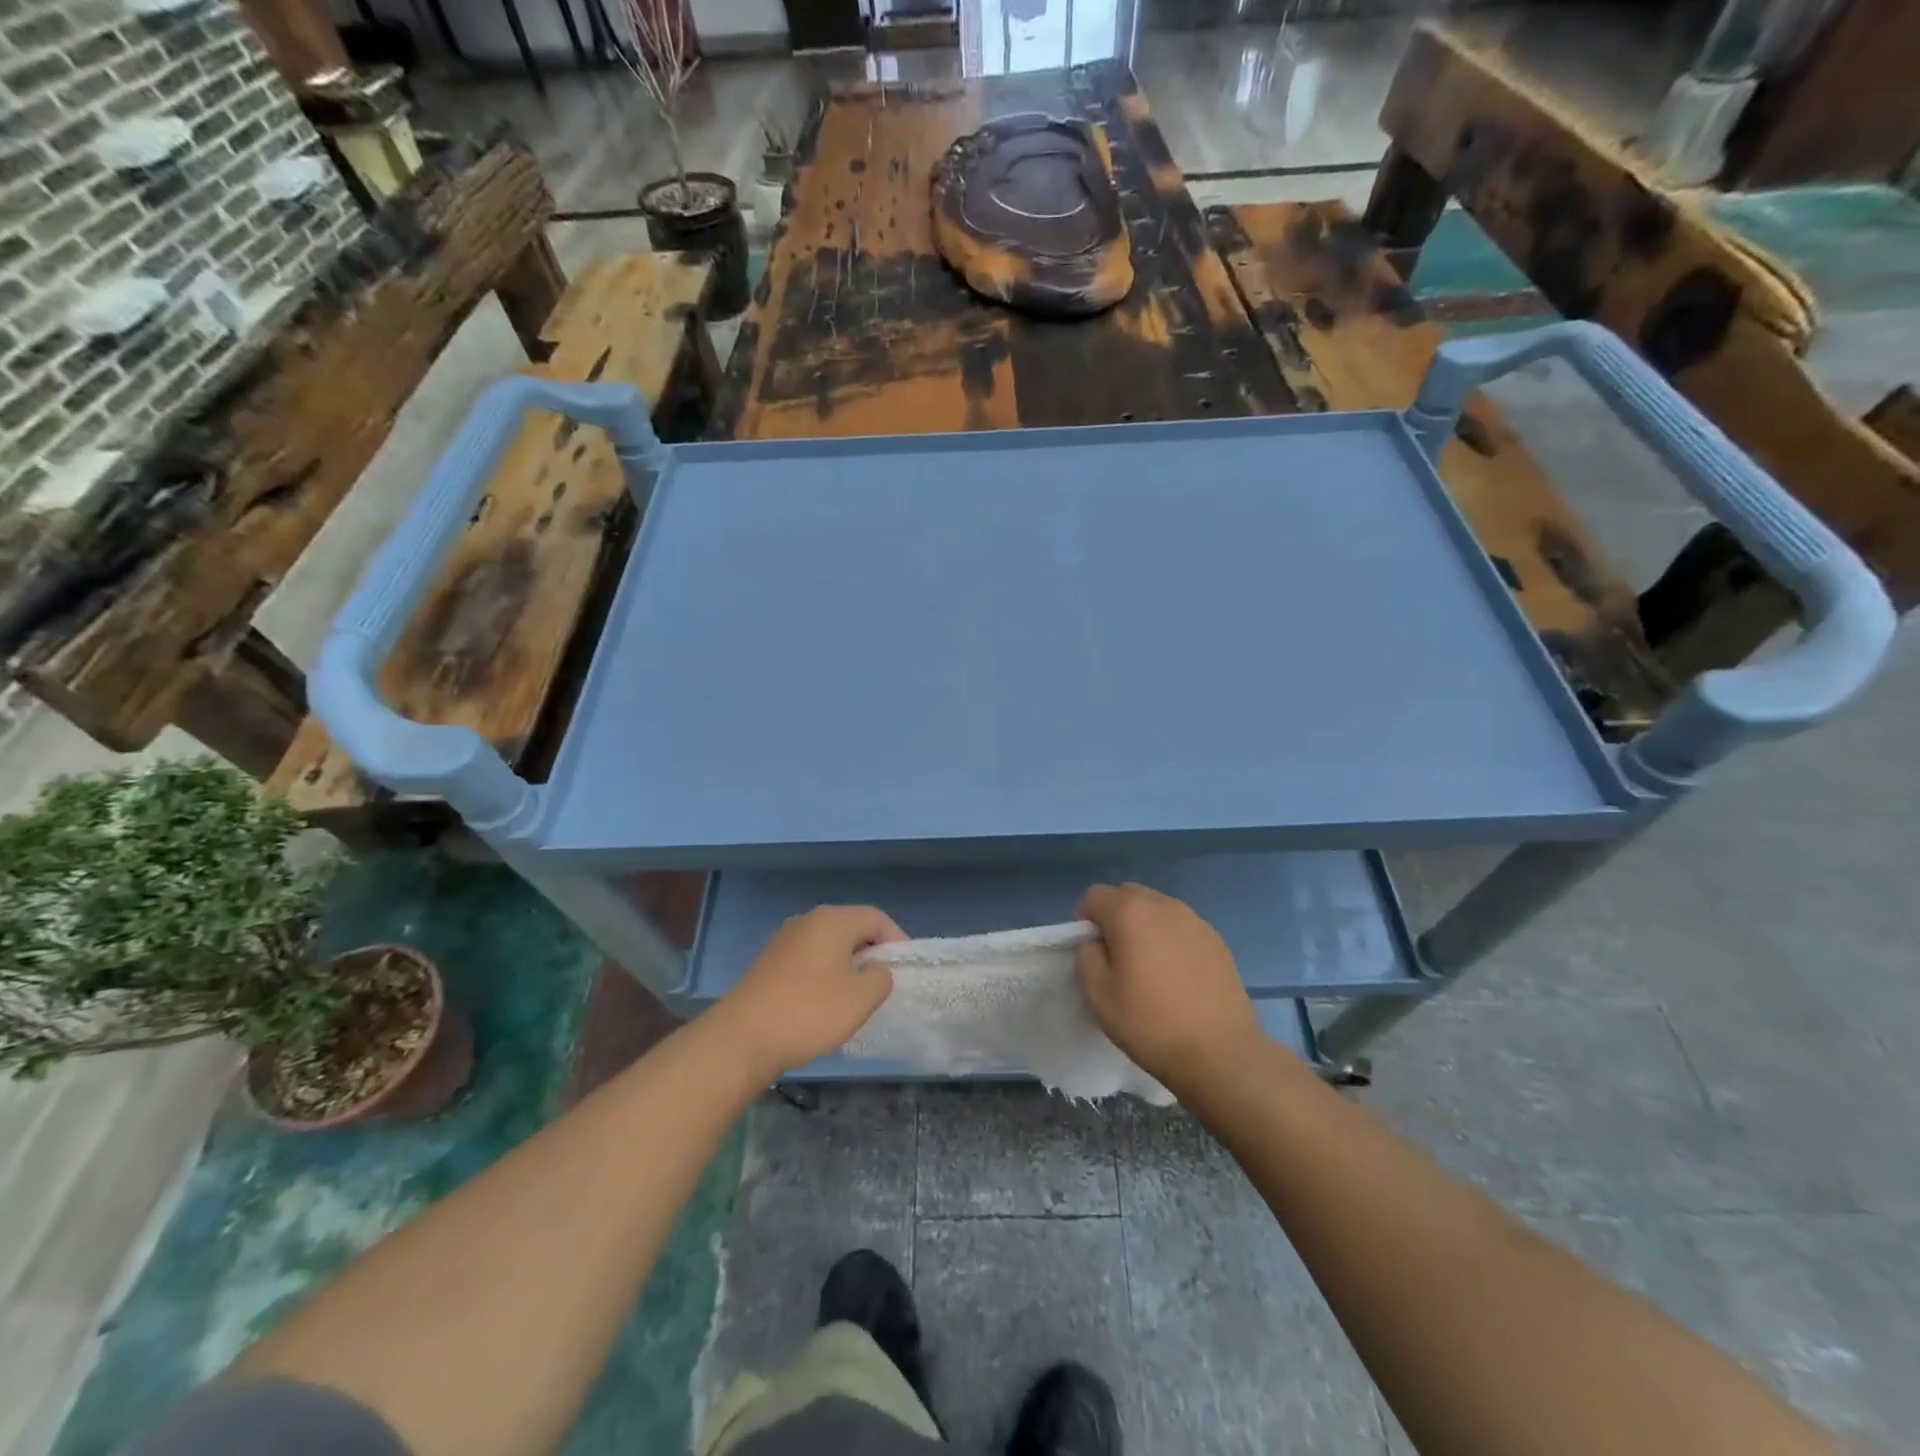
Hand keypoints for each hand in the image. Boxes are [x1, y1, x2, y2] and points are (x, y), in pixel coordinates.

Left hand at [715, 905, 902, 1080]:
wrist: (742, 1038)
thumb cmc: (810, 1012)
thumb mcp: (861, 998)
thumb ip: (882, 977)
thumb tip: (877, 970)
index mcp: (833, 920)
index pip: (877, 918)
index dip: (897, 941)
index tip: (904, 970)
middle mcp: (808, 920)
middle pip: (852, 928)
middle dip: (872, 953)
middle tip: (883, 984)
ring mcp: (784, 940)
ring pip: (829, 945)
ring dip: (847, 965)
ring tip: (855, 997)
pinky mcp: (769, 963)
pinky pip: (809, 959)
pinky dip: (824, 975)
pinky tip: (823, 1004)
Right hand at [1075, 883, 1259, 1095]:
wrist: (1221, 1053)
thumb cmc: (1150, 1023)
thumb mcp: (1098, 995)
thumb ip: (1086, 956)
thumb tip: (1096, 944)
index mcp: (1131, 912)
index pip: (1094, 895)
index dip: (1084, 921)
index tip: (1091, 953)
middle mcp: (1164, 905)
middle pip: (1127, 895)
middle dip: (1114, 918)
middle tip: (1117, 959)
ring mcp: (1195, 920)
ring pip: (1156, 909)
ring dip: (1144, 927)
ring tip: (1149, 969)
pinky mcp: (1217, 940)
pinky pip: (1181, 927)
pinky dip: (1170, 940)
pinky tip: (1177, 977)